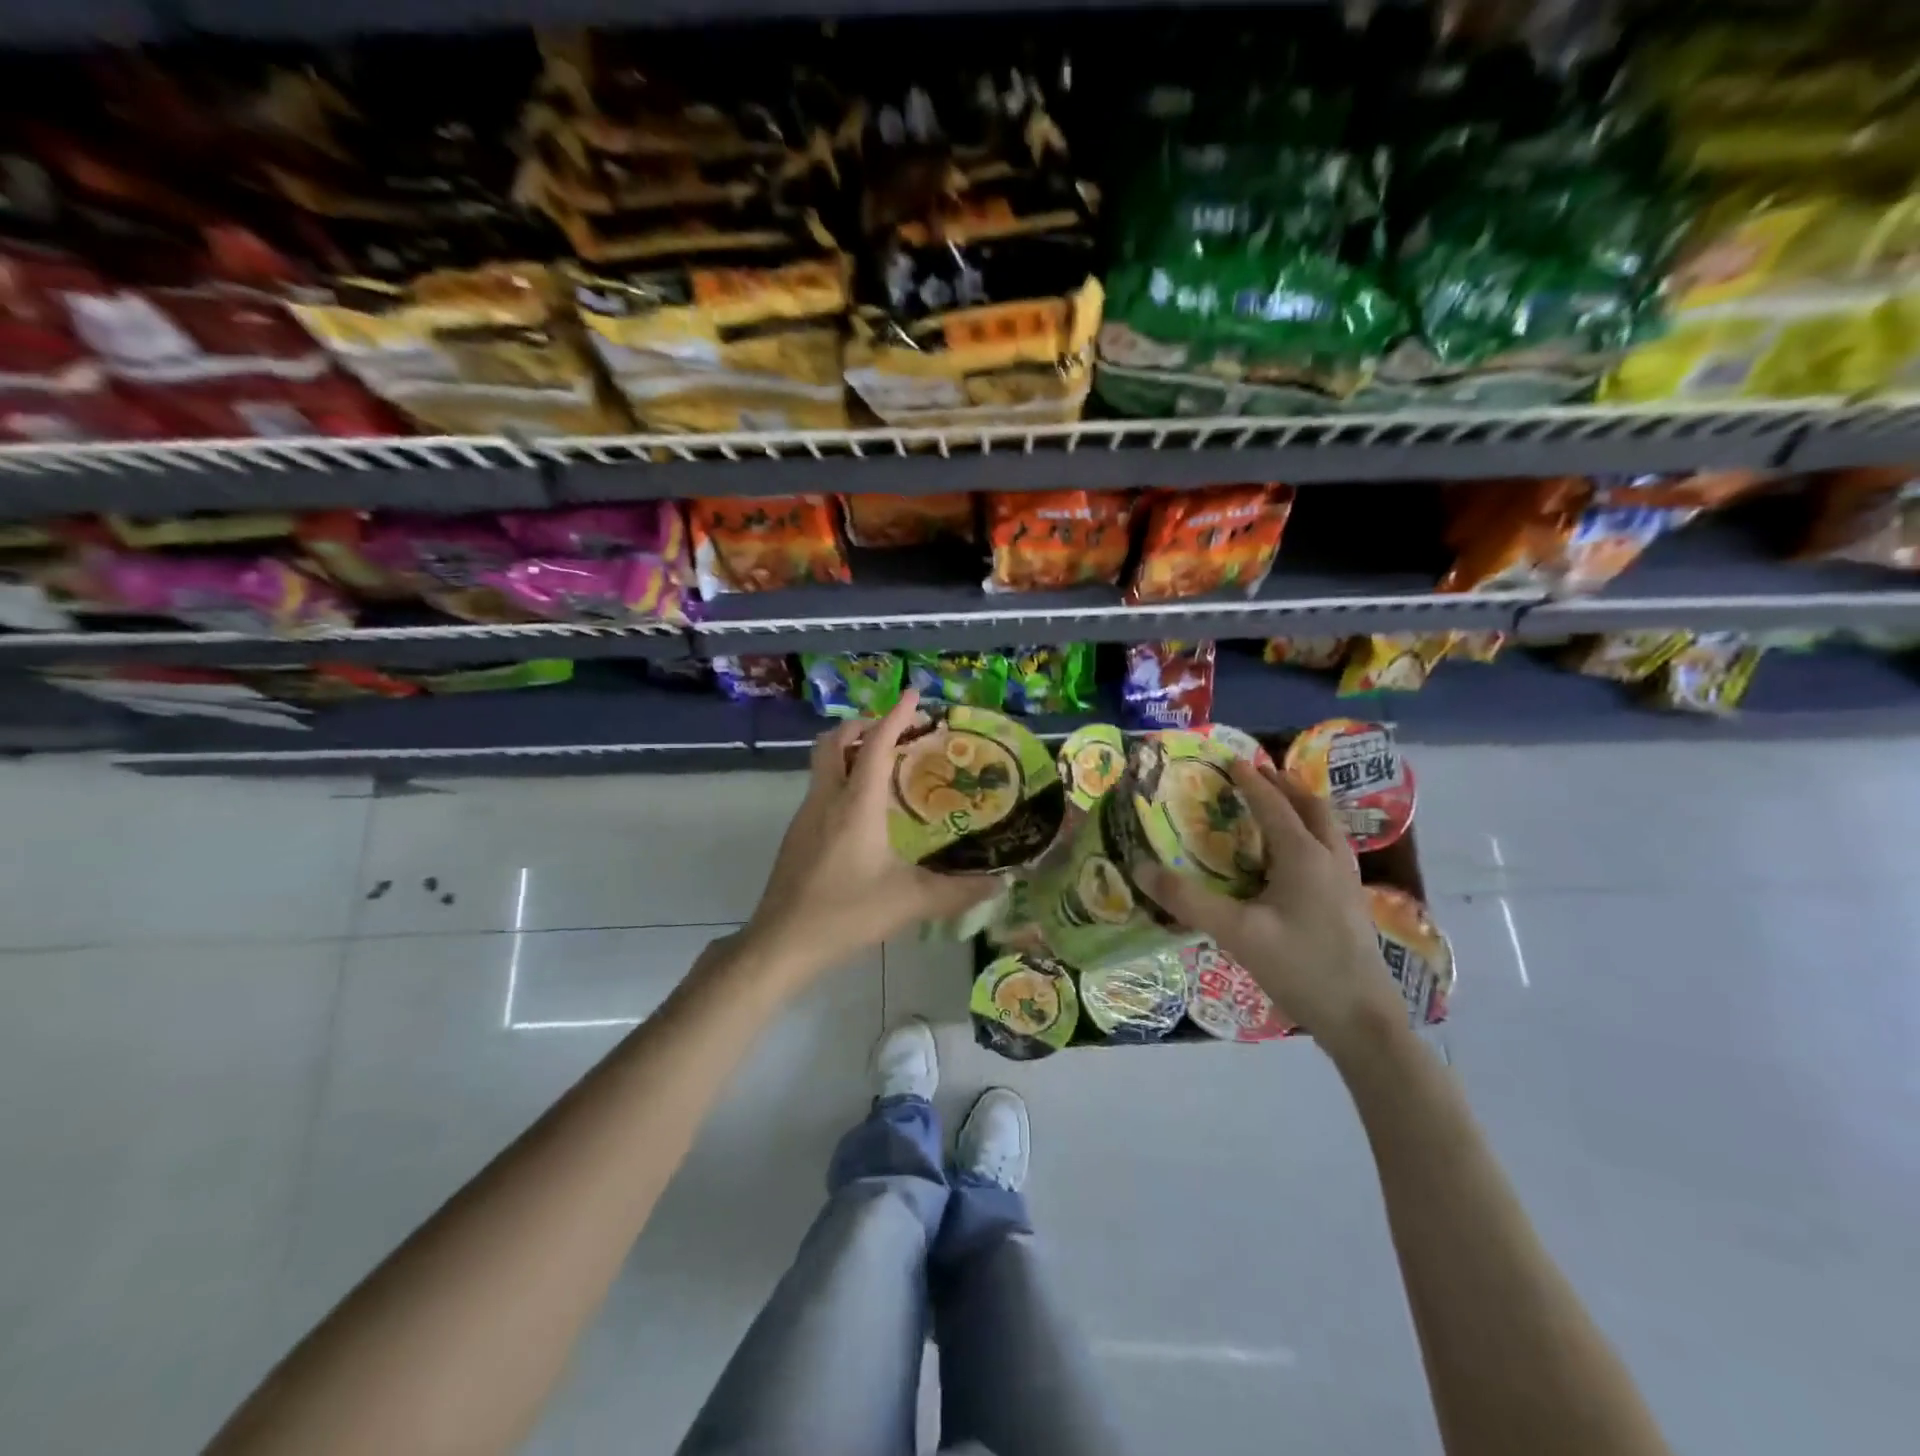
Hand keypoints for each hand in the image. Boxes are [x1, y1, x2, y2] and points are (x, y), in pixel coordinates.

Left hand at [739, 690, 1001, 984]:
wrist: (782, 941)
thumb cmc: (846, 914)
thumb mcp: (910, 902)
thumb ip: (958, 891)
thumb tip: (1001, 883)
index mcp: (856, 804)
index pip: (874, 744)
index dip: (896, 716)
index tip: (914, 695)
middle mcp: (827, 799)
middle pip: (835, 740)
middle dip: (862, 724)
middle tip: (894, 731)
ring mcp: (805, 815)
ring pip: (823, 763)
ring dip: (849, 750)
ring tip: (883, 765)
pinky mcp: (796, 834)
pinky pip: (820, 787)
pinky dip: (841, 778)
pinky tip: (863, 811)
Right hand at [1136, 758, 1405, 1057]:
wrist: (1362, 1020)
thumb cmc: (1300, 968)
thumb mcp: (1237, 934)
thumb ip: (1188, 901)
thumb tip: (1141, 869)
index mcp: (1304, 856)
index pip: (1273, 805)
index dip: (1251, 781)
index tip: (1231, 760)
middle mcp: (1330, 859)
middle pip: (1312, 807)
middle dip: (1285, 785)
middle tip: (1259, 774)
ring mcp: (1347, 881)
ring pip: (1328, 827)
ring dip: (1303, 807)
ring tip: (1280, 805)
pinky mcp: (1351, 903)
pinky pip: (1332, 849)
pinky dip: (1312, 833)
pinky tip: (1297, 857)